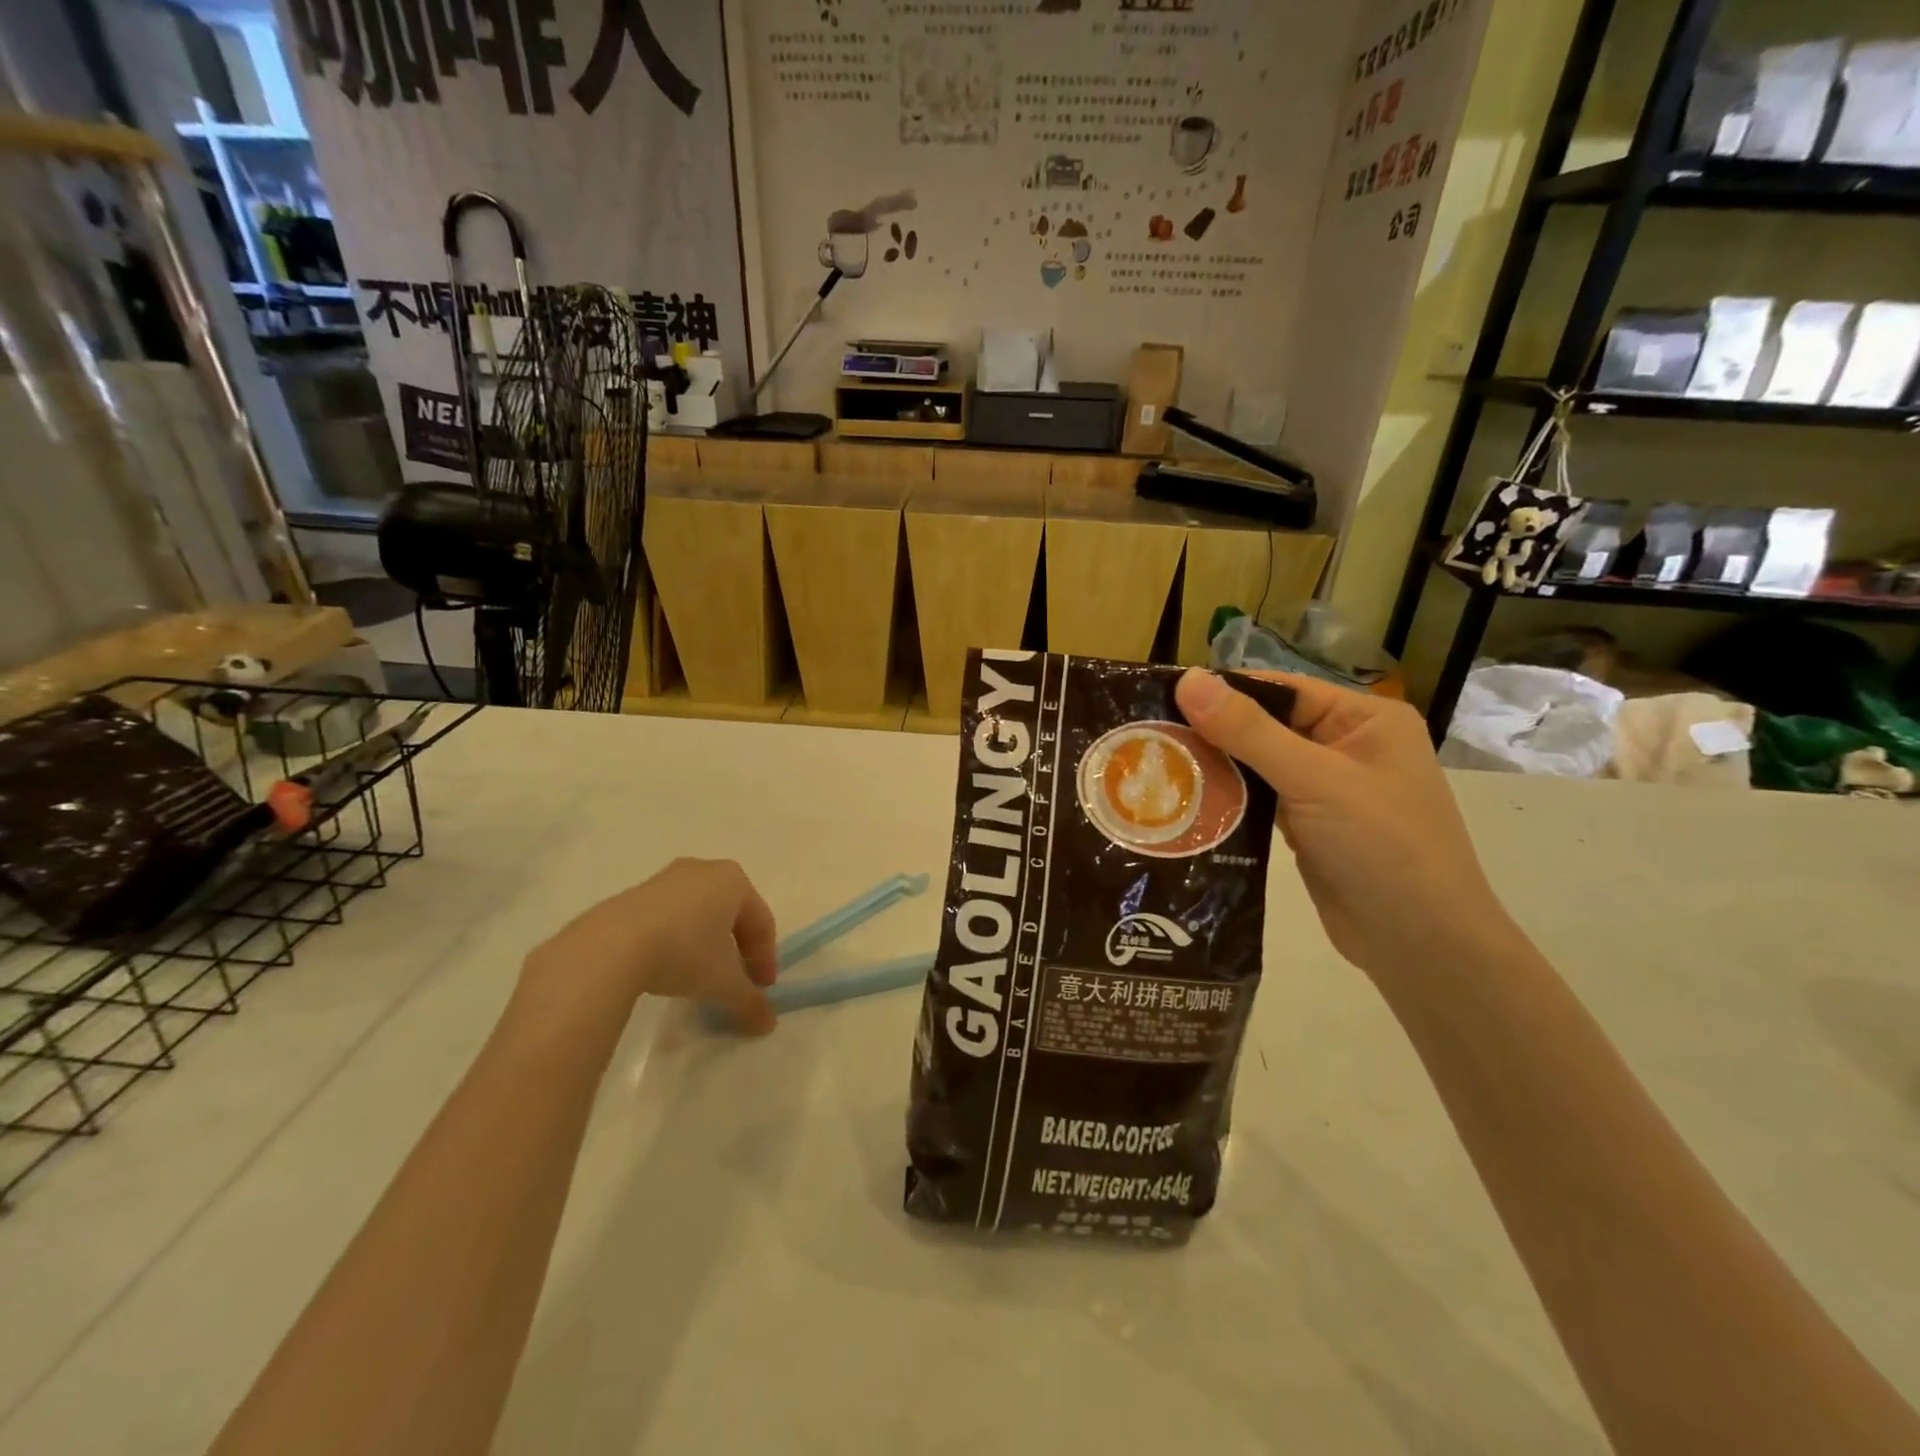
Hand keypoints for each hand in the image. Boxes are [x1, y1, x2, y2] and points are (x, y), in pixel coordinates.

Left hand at [522, 859, 778, 1033]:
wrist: (609, 946)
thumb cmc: (683, 951)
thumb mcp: (723, 983)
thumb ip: (749, 1001)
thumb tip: (767, 1024)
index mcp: (734, 881)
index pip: (762, 922)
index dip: (766, 959)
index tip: (761, 990)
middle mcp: (704, 870)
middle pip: (732, 915)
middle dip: (737, 950)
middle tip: (735, 982)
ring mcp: (666, 878)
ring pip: (699, 914)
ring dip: (706, 945)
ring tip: (698, 978)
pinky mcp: (634, 894)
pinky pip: (669, 917)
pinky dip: (676, 940)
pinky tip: (665, 967)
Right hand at [1175, 670, 1510, 979]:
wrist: (1421, 944)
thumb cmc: (1381, 846)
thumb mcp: (1314, 779)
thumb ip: (1249, 730)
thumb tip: (1189, 679)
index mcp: (1364, 719)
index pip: (1280, 689)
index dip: (1223, 691)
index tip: (1161, 696)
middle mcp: (1346, 745)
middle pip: (1265, 725)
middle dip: (1212, 732)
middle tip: (1149, 735)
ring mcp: (1327, 788)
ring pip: (1258, 764)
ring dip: (1215, 767)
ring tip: (1155, 765)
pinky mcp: (1308, 825)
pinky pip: (1259, 799)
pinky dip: (1228, 799)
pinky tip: (1186, 800)